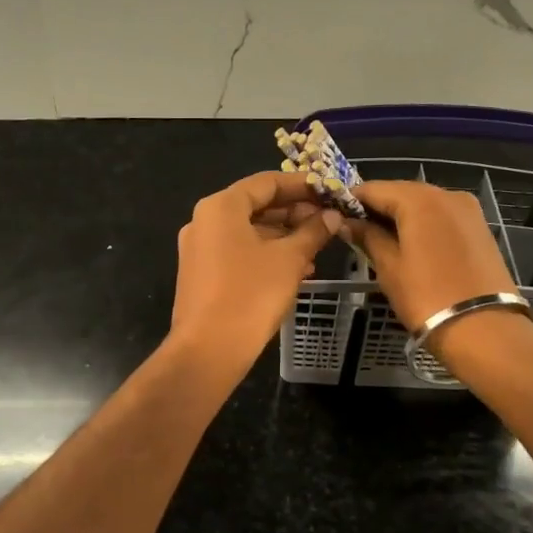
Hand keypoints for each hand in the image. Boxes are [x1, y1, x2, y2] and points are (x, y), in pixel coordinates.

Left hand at [170, 171, 341, 377]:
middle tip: (328, 221)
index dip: (301, 185)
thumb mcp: (289, 259)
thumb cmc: (251, 294)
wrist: (209, 350)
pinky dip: (266, 255)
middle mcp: (204, 221)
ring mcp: (200, 249)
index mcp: (221, 207)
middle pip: (256, 205)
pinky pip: (239, 253)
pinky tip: (296, 269)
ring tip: (317, 247)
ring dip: (284, 236)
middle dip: (294, 213)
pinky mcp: (202, 274)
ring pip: (249, 231)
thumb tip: (332, 216)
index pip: (266, 182)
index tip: (329, 191)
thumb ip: (313, 231)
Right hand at [343, 181, 518, 332]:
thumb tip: (348, 223)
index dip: (352, 199)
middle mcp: (446, 194)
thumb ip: (368, 237)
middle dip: (378, 207)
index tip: (335, 215)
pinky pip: (442, 217)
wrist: (484, 328)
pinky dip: (423, 224)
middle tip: (356, 230)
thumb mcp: (389, 268)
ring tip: (382, 240)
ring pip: (424, 204)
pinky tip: (411, 245)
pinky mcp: (480, 228)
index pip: (375, 188)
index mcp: (420, 199)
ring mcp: (468, 210)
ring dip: (401, 216)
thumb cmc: (427, 297)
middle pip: (402, 192)